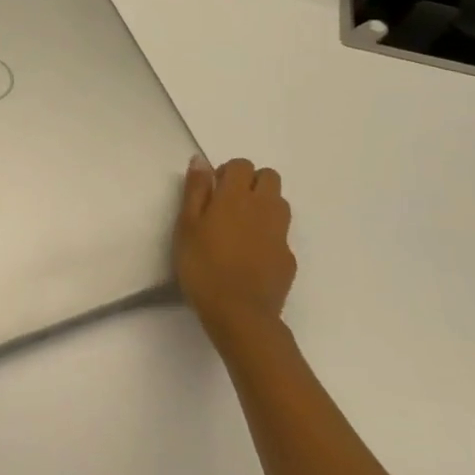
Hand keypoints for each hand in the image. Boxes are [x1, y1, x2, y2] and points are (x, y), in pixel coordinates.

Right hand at [173, 155, 296, 347]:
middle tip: (228, 204)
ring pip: (280, 203)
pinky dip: (268, 236)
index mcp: (236, 197)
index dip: (227, 172)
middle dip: (251, 182)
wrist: (240, 314)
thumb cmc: (203, 267)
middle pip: (269, 177)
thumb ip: (196, 190)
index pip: (241, 165)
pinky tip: (251, 256)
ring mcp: (280, 234)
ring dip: (264, 205)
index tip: (212, 191)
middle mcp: (264, 208)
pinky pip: (281, 234)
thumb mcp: (186, 226)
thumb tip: (201, 160)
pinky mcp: (288, 258)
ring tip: (241, 227)